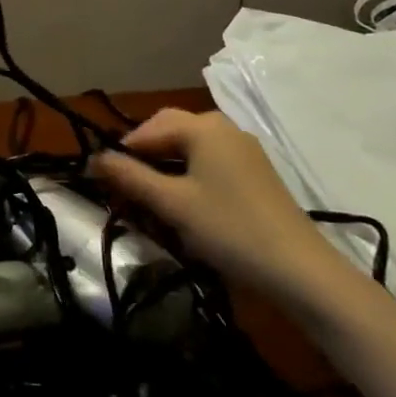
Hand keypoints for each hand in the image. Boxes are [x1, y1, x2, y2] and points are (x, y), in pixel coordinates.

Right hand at [92, 108, 354, 309]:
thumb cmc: (229, 229)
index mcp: (202, 126)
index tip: (103, 180)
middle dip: (145, 156)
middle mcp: (223, 126)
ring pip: (191, 147)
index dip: (123, 151)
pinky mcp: (255, 172)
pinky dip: (190, 175)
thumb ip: (131, 177)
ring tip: (152, 198)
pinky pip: (210, 161)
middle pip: (170, 130)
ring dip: (166, 167)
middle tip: (126, 188)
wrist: (301, 270)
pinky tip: (186, 204)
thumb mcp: (172, 204)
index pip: (148, 128)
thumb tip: (94, 158)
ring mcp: (243, 148)